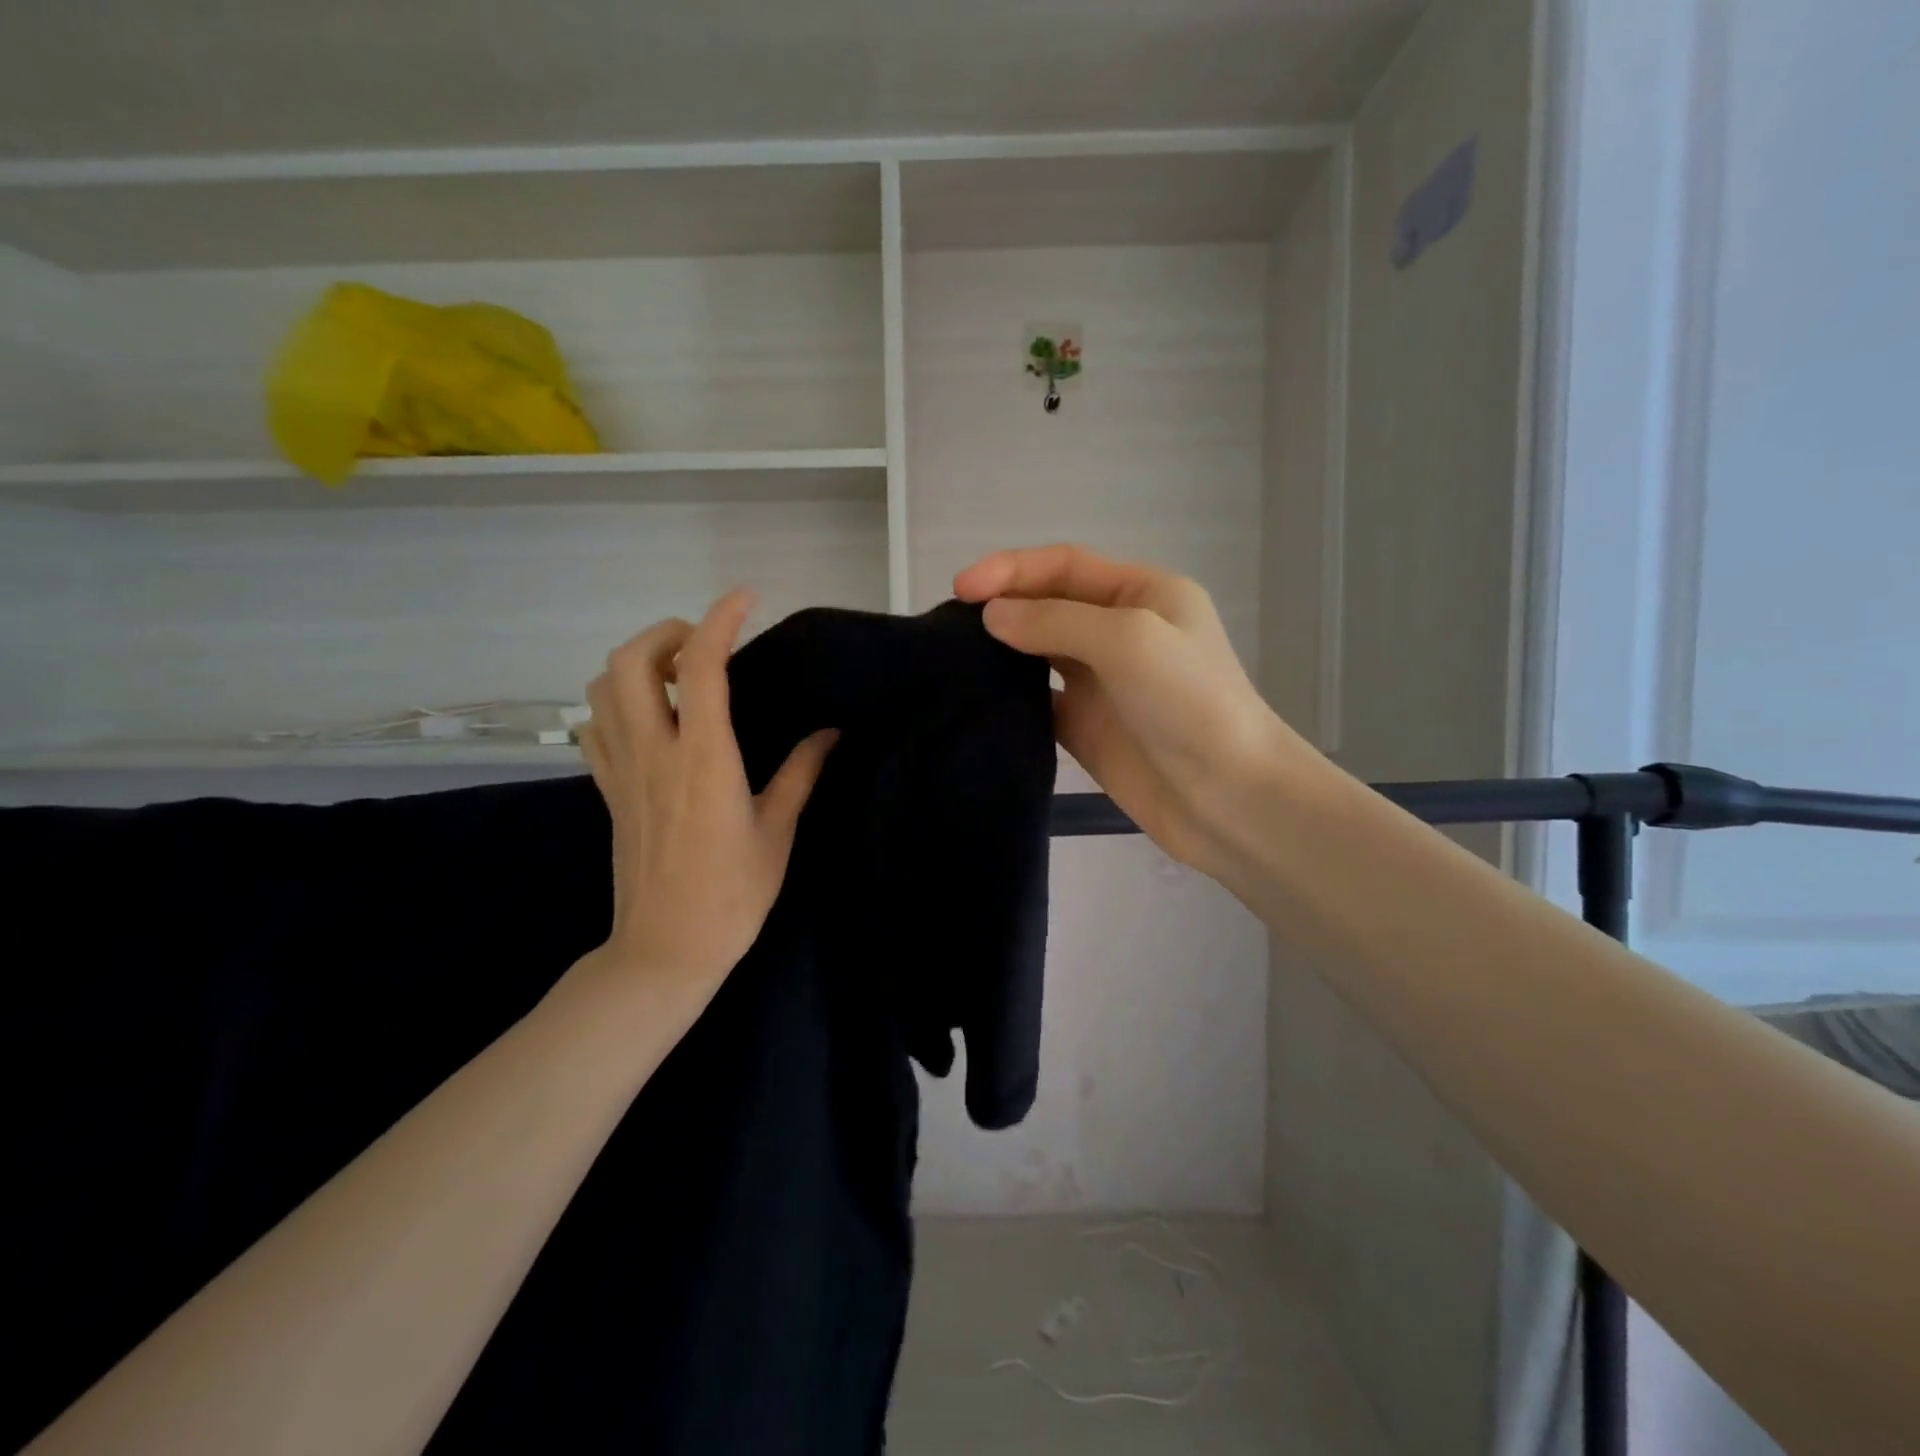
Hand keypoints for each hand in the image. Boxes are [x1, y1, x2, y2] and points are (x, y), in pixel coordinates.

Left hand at [576, 588, 836, 1003]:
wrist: (666, 950)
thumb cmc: (733, 894)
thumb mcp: (778, 831)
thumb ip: (802, 772)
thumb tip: (830, 732)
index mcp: (704, 759)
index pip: (701, 666)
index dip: (721, 619)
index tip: (746, 599)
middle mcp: (654, 752)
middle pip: (630, 661)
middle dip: (665, 633)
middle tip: (703, 648)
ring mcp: (621, 770)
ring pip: (602, 687)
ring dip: (636, 664)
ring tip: (677, 678)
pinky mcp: (606, 790)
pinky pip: (593, 727)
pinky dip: (614, 703)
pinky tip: (648, 719)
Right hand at [954, 545, 1323, 878]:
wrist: (1229, 798)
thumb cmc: (1190, 702)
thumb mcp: (1129, 640)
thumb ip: (1056, 620)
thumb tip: (992, 615)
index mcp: (1142, 593)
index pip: (1064, 565)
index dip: (1010, 569)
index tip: (961, 588)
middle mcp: (1120, 631)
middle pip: (1049, 604)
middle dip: (1002, 605)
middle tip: (949, 623)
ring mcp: (1102, 683)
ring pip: (1039, 652)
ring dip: (1002, 649)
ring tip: (954, 654)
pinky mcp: (1087, 728)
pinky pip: (1039, 701)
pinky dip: (1010, 695)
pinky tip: (979, 697)